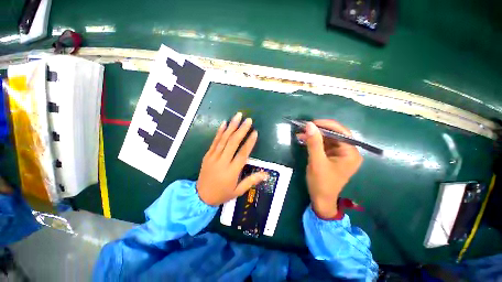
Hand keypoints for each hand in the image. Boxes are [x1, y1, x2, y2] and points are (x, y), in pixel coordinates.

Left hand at [197, 112, 268, 205]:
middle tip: (248, 120)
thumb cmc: (222, 194)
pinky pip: (214, 141)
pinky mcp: (207, 155)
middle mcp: (222, 162)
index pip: (242, 154)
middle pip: (233, 143)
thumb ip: (251, 181)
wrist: (200, 196)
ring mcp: (213, 157)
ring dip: (231, 126)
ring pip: (223, 139)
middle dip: (241, 130)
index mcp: (231, 171)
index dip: (249, 142)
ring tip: (237, 116)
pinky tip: (224, 123)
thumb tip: (266, 174)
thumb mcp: (238, 191)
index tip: (255, 132)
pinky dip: (219, 131)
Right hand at [297, 120, 362, 218]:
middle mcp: (348, 152)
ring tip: (301, 134)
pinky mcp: (331, 157)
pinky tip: (304, 140)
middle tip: (304, 128)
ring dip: (314, 136)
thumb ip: (314, 143)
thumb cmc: (321, 183)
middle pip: (334, 135)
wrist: (320, 199)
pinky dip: (314, 142)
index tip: (311, 123)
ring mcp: (339, 154)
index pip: (341, 132)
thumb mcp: (316, 162)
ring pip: (327, 139)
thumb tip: (309, 125)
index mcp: (350, 153)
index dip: (326, 125)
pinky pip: (323, 145)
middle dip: (318, 131)